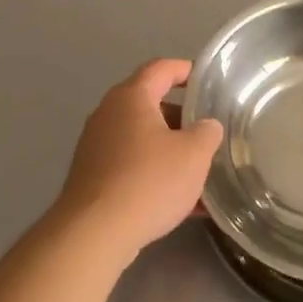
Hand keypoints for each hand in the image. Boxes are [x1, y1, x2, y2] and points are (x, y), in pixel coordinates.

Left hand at [55, 59, 222, 264]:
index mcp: (131, 98)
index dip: (185, 70)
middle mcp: (108, 115)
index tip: (205, 79)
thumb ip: (207, 133)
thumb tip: (206, 125)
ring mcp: (97, 147)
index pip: (160, 69)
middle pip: (150, 106)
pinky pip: (133, 168)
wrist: (96, 232)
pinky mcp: (93, 178)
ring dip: (171, 152)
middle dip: (182, 119)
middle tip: (209, 132)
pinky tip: (185, 204)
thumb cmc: (149, 181)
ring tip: (202, 171)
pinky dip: (157, 176)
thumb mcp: (194, 154)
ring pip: (143, 141)